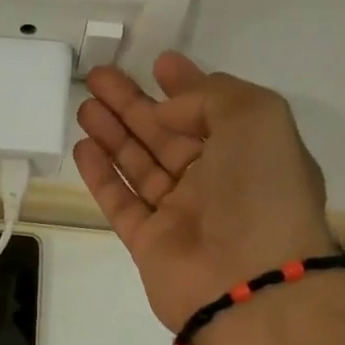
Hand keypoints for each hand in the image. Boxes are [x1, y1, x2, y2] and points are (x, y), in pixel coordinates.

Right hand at [72, 53, 336, 331]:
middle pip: (166, 135)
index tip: (158, 63)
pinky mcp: (148, 243)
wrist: (247, 281)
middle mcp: (216, 182)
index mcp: (249, 152)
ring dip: (113, 134)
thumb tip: (166, 111)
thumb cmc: (261, 192)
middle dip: (134, 104)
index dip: (185, 86)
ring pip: (139, 165)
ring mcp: (180, 214)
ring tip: (84, 106)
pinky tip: (83, 147)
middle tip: (99, 76)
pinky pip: (121, 202)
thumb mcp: (257, 117)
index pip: (212, 110)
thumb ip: (210, 97)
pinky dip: (102, 175)